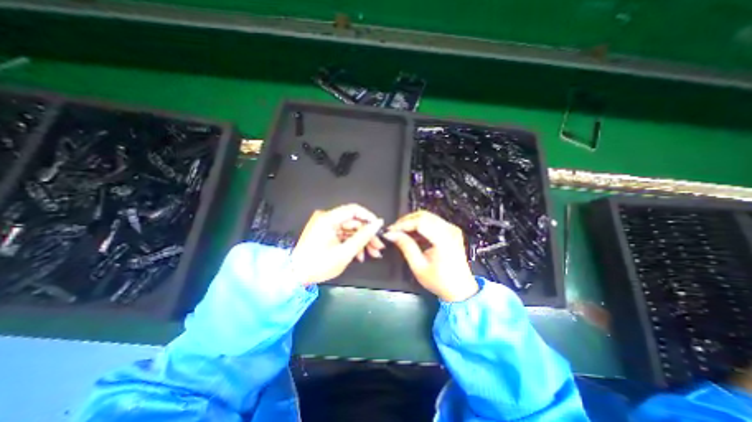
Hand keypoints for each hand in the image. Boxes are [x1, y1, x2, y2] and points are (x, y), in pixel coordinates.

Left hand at [291, 205, 384, 285]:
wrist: (295, 276)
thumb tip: (378, 223)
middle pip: (353, 221)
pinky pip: (343, 235)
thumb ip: (363, 236)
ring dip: (361, 241)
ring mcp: (325, 225)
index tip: (379, 229)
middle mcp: (326, 218)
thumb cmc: (319, 265)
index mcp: (328, 219)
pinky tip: (360, 256)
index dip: (369, 217)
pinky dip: (352, 243)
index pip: (354, 209)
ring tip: (372, 254)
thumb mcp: (345, 252)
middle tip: (378, 247)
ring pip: (350, 229)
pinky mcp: (325, 233)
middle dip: (367, 234)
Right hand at [385, 212, 477, 302]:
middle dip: (406, 221)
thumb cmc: (440, 281)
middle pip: (424, 215)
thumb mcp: (419, 266)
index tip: (391, 230)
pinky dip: (420, 225)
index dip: (403, 224)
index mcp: (444, 240)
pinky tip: (412, 234)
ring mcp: (452, 229)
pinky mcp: (451, 231)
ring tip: (401, 232)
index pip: (420, 222)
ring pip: (427, 216)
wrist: (460, 289)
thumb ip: (406, 247)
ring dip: (412, 222)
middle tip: (394, 230)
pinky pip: (432, 222)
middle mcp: (450, 230)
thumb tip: (392, 235)